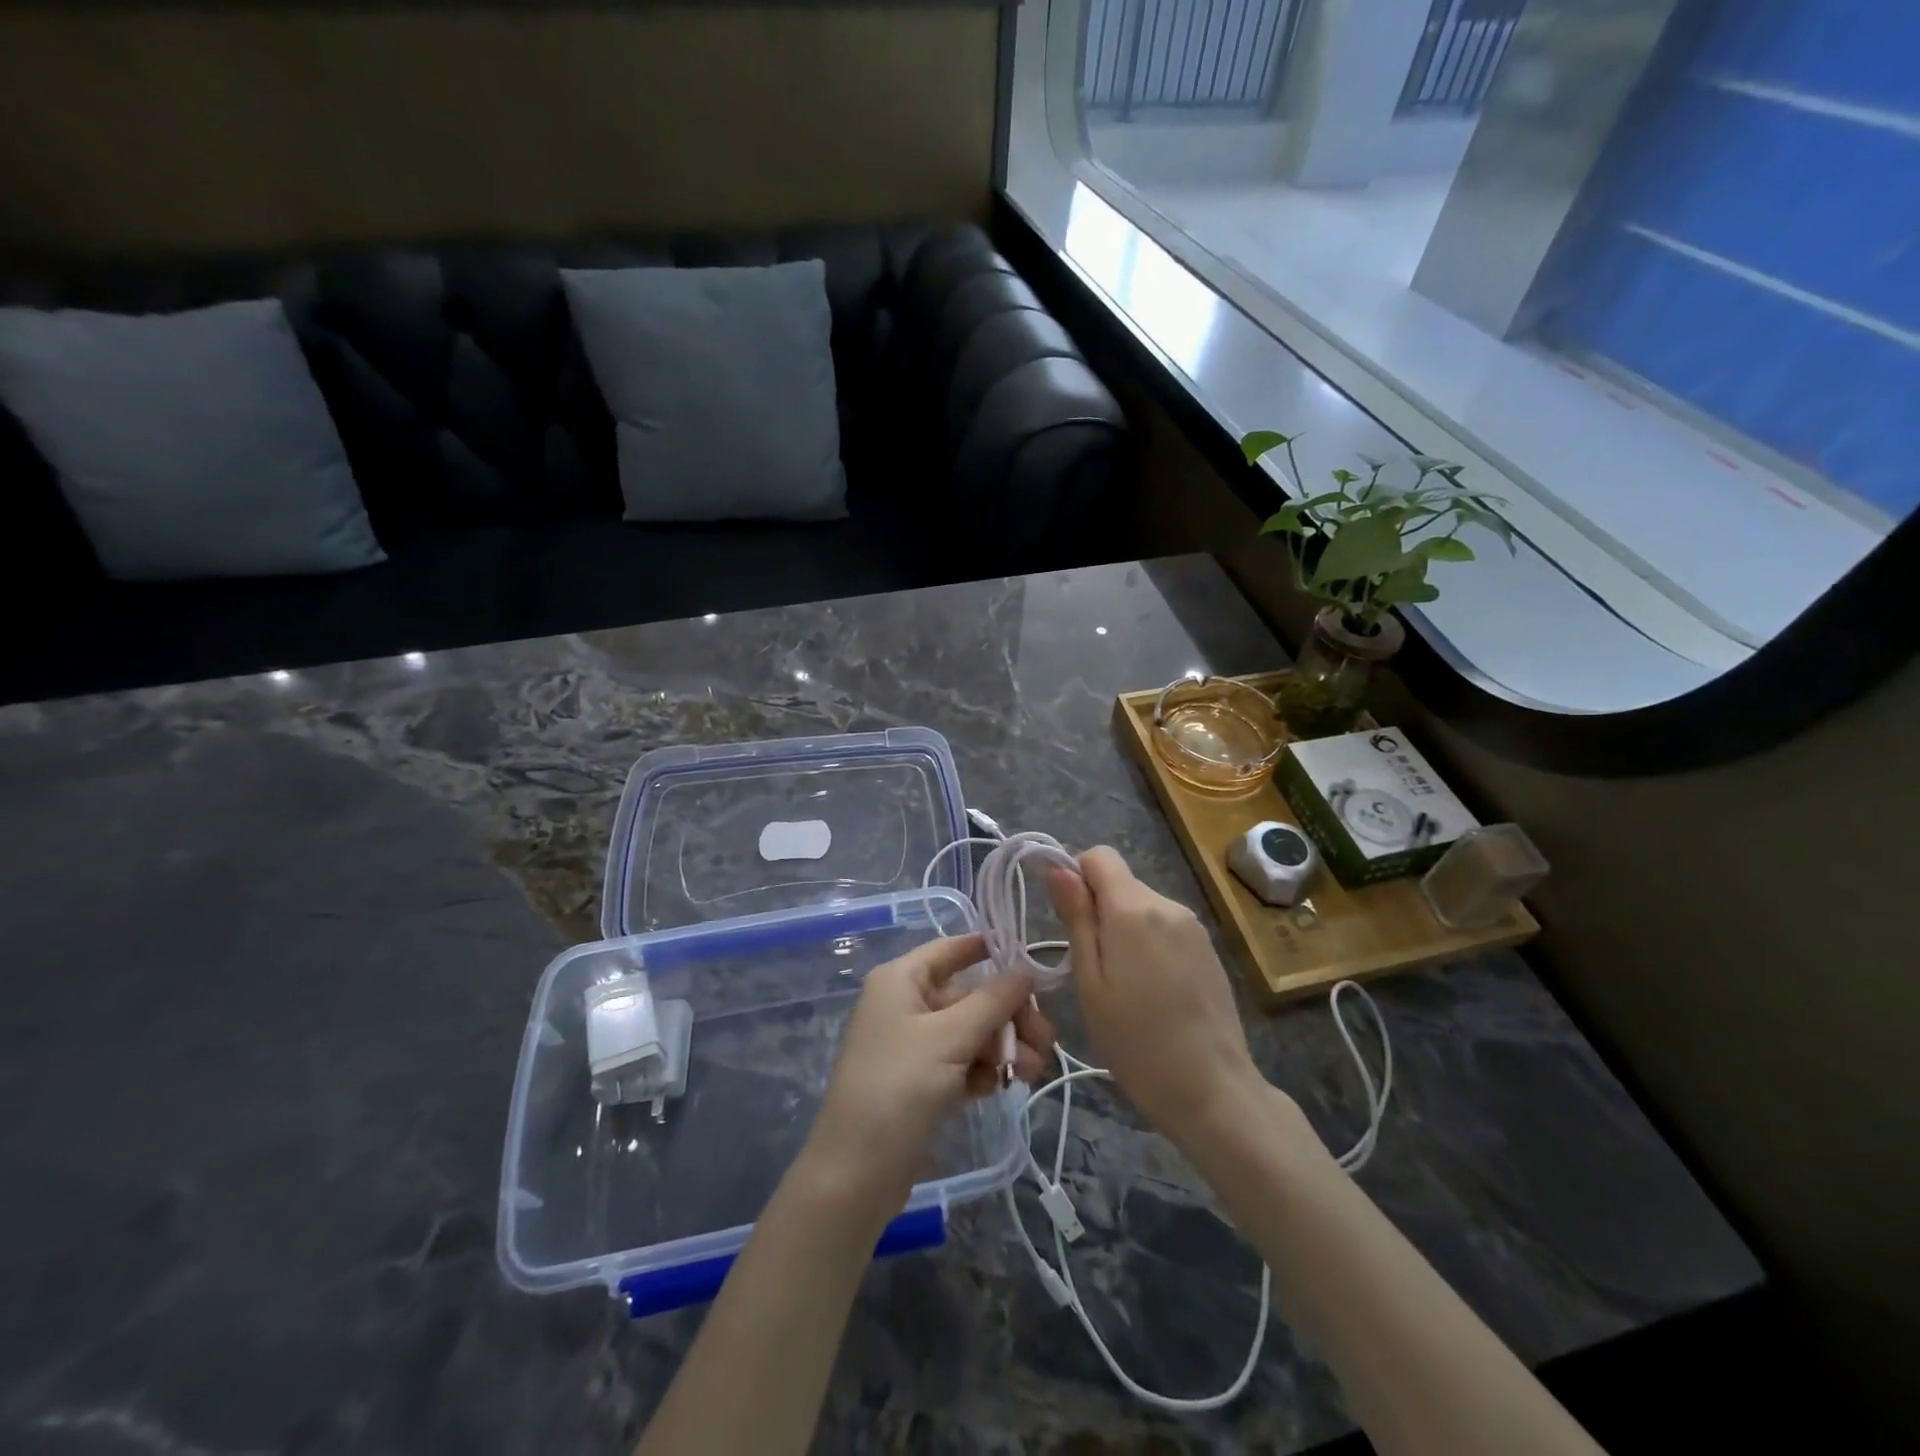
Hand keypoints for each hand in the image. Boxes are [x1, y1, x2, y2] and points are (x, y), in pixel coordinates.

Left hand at [802, 933, 1054, 1221]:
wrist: (857, 1172)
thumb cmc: (899, 1087)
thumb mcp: (950, 1037)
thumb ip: (993, 1001)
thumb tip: (1025, 970)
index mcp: (902, 980)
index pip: (950, 950)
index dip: (989, 950)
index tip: (1032, 962)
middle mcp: (906, 1004)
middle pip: (969, 996)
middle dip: (1009, 1015)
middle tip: (1046, 1039)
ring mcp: (914, 1045)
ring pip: (971, 1032)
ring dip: (1005, 1046)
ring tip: (1034, 1071)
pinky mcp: (922, 1082)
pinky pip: (963, 1062)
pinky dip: (985, 1069)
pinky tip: (1004, 1086)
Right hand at [1047, 847, 1265, 1146]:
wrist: (1212, 1089)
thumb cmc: (1135, 1041)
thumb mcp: (1089, 981)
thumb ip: (1076, 918)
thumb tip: (1057, 868)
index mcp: (1133, 908)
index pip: (1099, 855)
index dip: (1076, 877)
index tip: (1069, 920)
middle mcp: (1167, 904)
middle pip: (1120, 883)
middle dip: (1099, 910)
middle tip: (1092, 967)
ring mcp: (1193, 926)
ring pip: (1142, 906)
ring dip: (1124, 929)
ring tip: (1123, 985)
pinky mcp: (1208, 948)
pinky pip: (1165, 927)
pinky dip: (1149, 944)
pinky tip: (1153, 990)